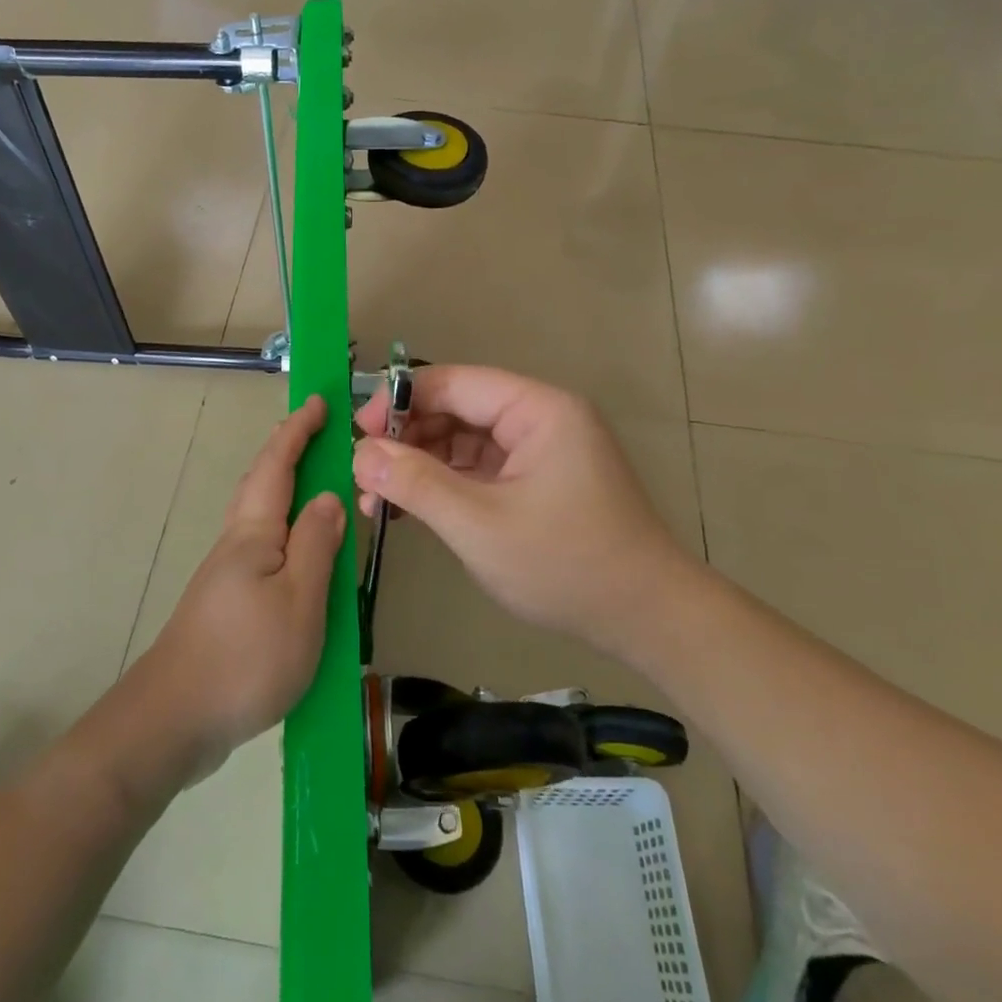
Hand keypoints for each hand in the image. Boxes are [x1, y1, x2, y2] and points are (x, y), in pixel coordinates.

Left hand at [131, 396, 346, 781]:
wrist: (174, 720)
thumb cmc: (246, 657)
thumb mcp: (300, 601)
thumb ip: (317, 546)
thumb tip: (330, 496)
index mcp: (254, 534)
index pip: (277, 466)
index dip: (298, 431)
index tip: (319, 402)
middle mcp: (235, 544)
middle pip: (261, 485)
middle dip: (288, 452)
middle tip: (320, 434)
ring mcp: (226, 575)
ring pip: (260, 518)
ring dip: (287, 491)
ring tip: (319, 488)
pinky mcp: (225, 604)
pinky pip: (262, 550)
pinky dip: (285, 533)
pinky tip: (300, 555)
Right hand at [353, 366, 688, 652]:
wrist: (645, 618)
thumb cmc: (565, 565)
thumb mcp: (479, 524)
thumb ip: (416, 483)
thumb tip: (361, 453)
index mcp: (538, 409)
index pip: (454, 383)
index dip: (399, 401)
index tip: (356, 434)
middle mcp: (540, 419)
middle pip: (457, 409)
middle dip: (406, 440)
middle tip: (363, 476)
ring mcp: (539, 451)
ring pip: (463, 442)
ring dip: (419, 466)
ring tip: (376, 501)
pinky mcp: (536, 482)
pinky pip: (478, 470)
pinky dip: (443, 486)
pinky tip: (408, 511)